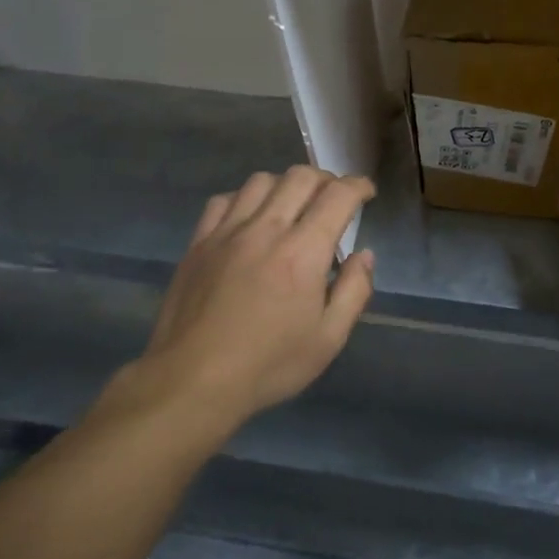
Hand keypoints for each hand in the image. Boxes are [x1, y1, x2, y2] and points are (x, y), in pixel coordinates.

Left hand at [122, 166, 376, 428]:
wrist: (192, 381)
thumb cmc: (268, 365)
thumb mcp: (328, 339)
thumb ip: (353, 291)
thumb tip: (364, 255)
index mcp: (302, 252)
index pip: (337, 196)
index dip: (358, 186)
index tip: (366, 193)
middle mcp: (266, 230)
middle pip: (300, 177)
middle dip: (326, 179)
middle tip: (334, 198)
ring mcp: (227, 232)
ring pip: (261, 181)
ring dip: (285, 184)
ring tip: (293, 205)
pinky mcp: (199, 242)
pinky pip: (223, 201)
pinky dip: (245, 198)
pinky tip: (250, 218)